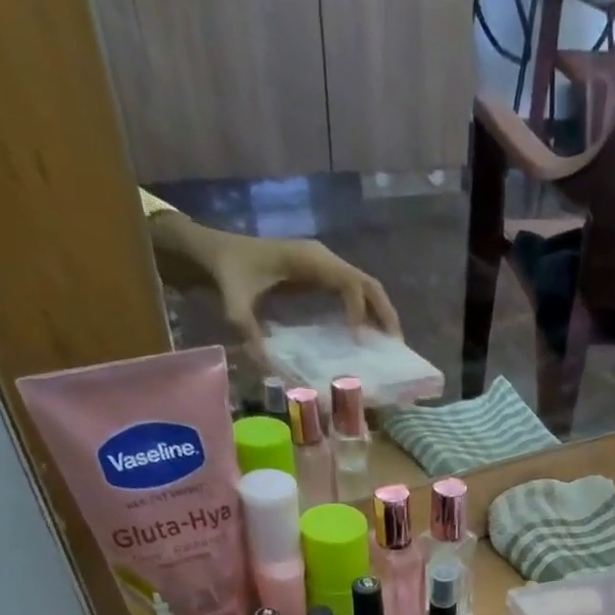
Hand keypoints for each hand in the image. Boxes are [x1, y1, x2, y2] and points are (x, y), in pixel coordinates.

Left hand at [198, 229, 401, 343]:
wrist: (216, 252)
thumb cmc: (228, 272)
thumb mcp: (234, 300)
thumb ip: (246, 327)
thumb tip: (265, 363)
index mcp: (308, 260)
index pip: (349, 282)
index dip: (359, 310)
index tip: (359, 340)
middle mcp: (323, 259)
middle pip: (368, 284)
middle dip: (385, 314)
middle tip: (397, 346)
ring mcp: (325, 267)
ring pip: (366, 288)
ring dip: (381, 315)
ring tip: (392, 346)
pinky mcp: (322, 277)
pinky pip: (354, 293)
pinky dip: (368, 314)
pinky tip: (371, 338)